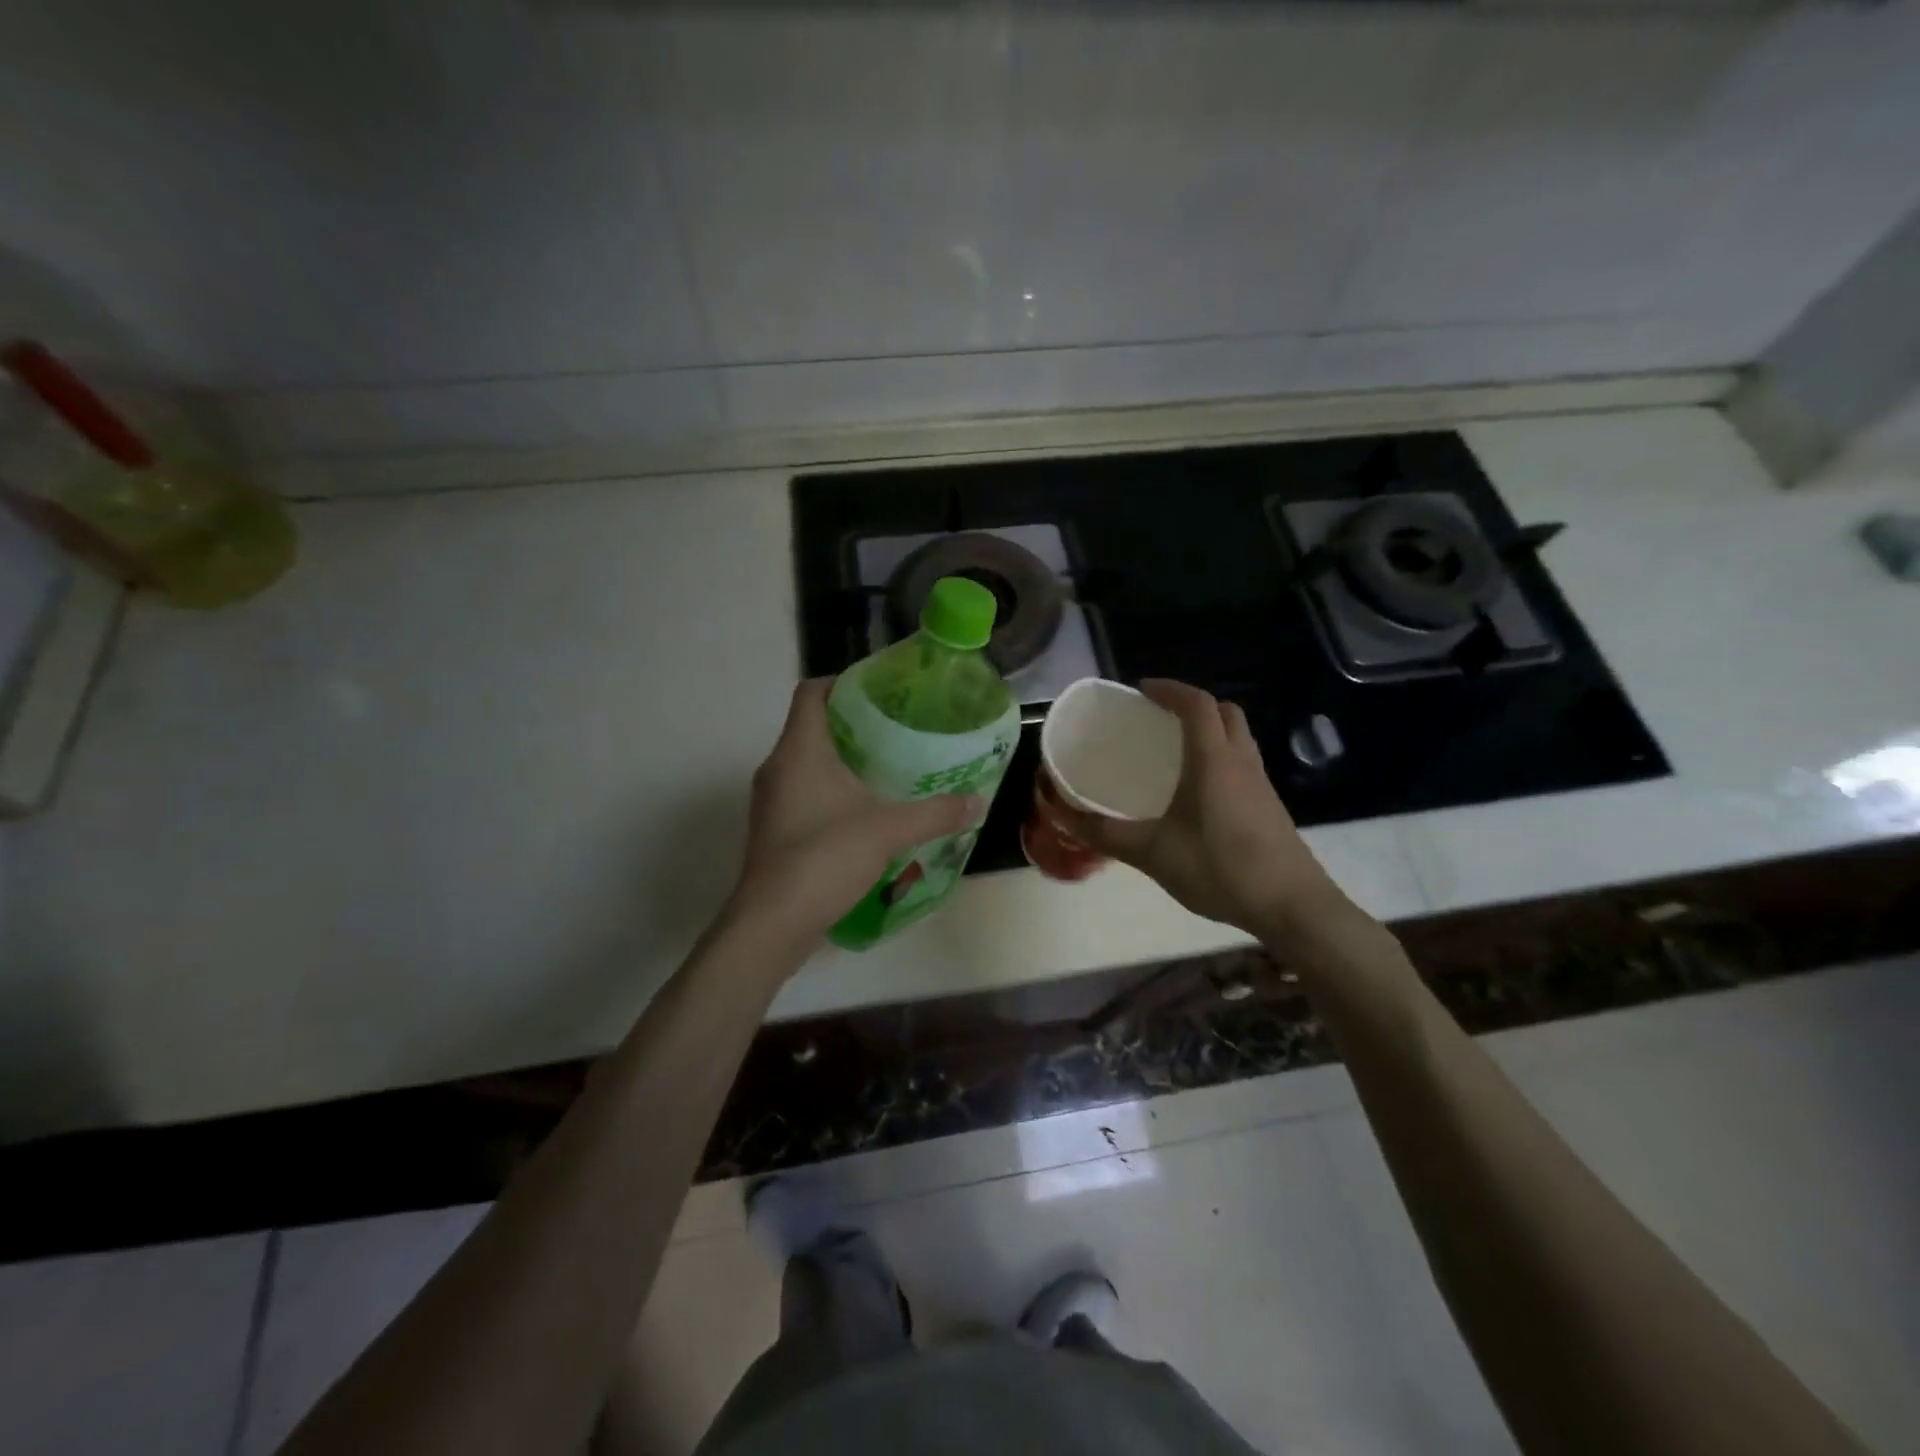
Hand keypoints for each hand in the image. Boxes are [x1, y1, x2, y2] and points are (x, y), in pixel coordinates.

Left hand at [727, 678, 980, 949]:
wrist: (771, 924)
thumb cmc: (824, 858)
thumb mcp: (889, 831)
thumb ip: (936, 813)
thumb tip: (978, 801)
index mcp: (799, 750)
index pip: (811, 692)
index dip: (843, 682)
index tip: (881, 690)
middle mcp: (778, 767)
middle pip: (812, 725)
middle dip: (853, 723)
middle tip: (898, 729)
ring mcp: (771, 801)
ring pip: (807, 762)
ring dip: (843, 759)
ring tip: (888, 767)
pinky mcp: (774, 829)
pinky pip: (804, 792)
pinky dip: (832, 790)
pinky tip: (865, 810)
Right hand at [1044, 679, 1344, 937]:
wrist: (1292, 906)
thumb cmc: (1220, 868)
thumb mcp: (1152, 853)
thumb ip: (1105, 833)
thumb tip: (1061, 815)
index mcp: (1213, 760)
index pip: (1196, 704)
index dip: (1169, 689)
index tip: (1141, 690)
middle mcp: (1241, 761)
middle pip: (1224, 712)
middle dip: (1192, 704)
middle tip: (1159, 718)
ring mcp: (1261, 783)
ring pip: (1238, 737)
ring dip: (1210, 730)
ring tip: (1175, 751)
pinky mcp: (1270, 806)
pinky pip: (1243, 763)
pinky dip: (1220, 757)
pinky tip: (1198, 793)